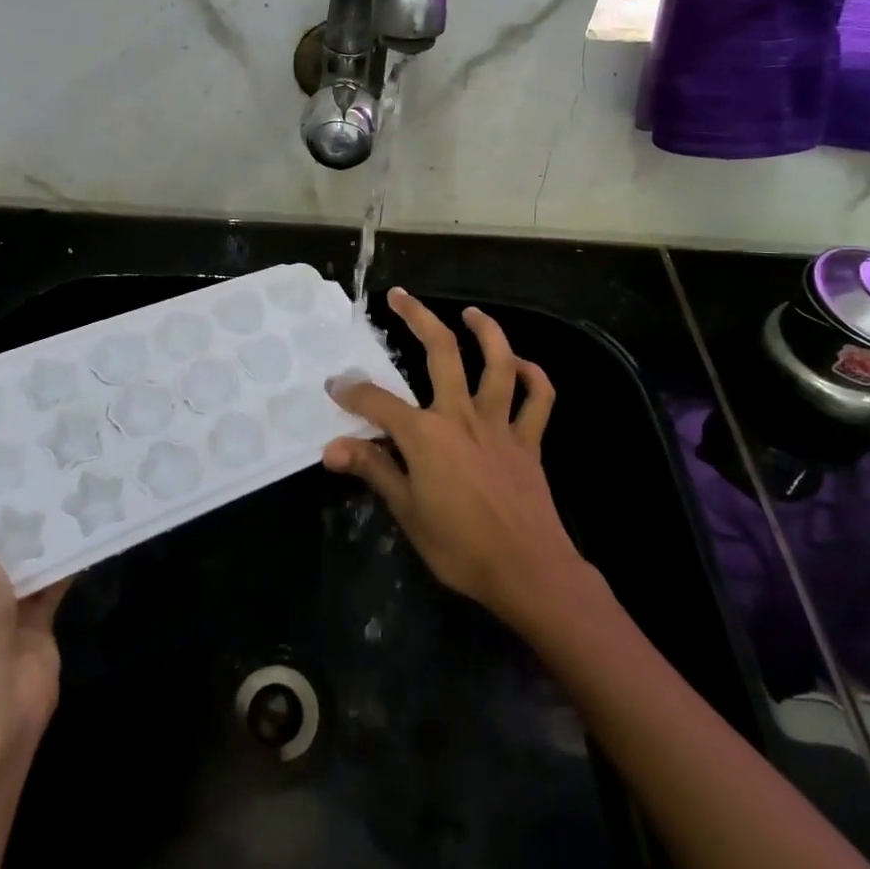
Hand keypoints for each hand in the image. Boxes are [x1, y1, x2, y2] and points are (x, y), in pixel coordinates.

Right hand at [324, 289, 584, 628]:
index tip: (335, 386)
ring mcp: (500, 424)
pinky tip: (522, 366)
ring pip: (498, 363)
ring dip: (486, 331)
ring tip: (471, 313)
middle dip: (417, 318)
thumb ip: (372, 470)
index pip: (378, 402)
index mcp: (426, 434)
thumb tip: (330, 449)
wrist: (529, 572)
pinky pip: (538, 399)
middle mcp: (461, 415)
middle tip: (400, 297)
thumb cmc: (460, 547)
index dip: (352, 392)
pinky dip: (534, 377)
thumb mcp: (407, 513)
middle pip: (441, 352)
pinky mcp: (529, 440)